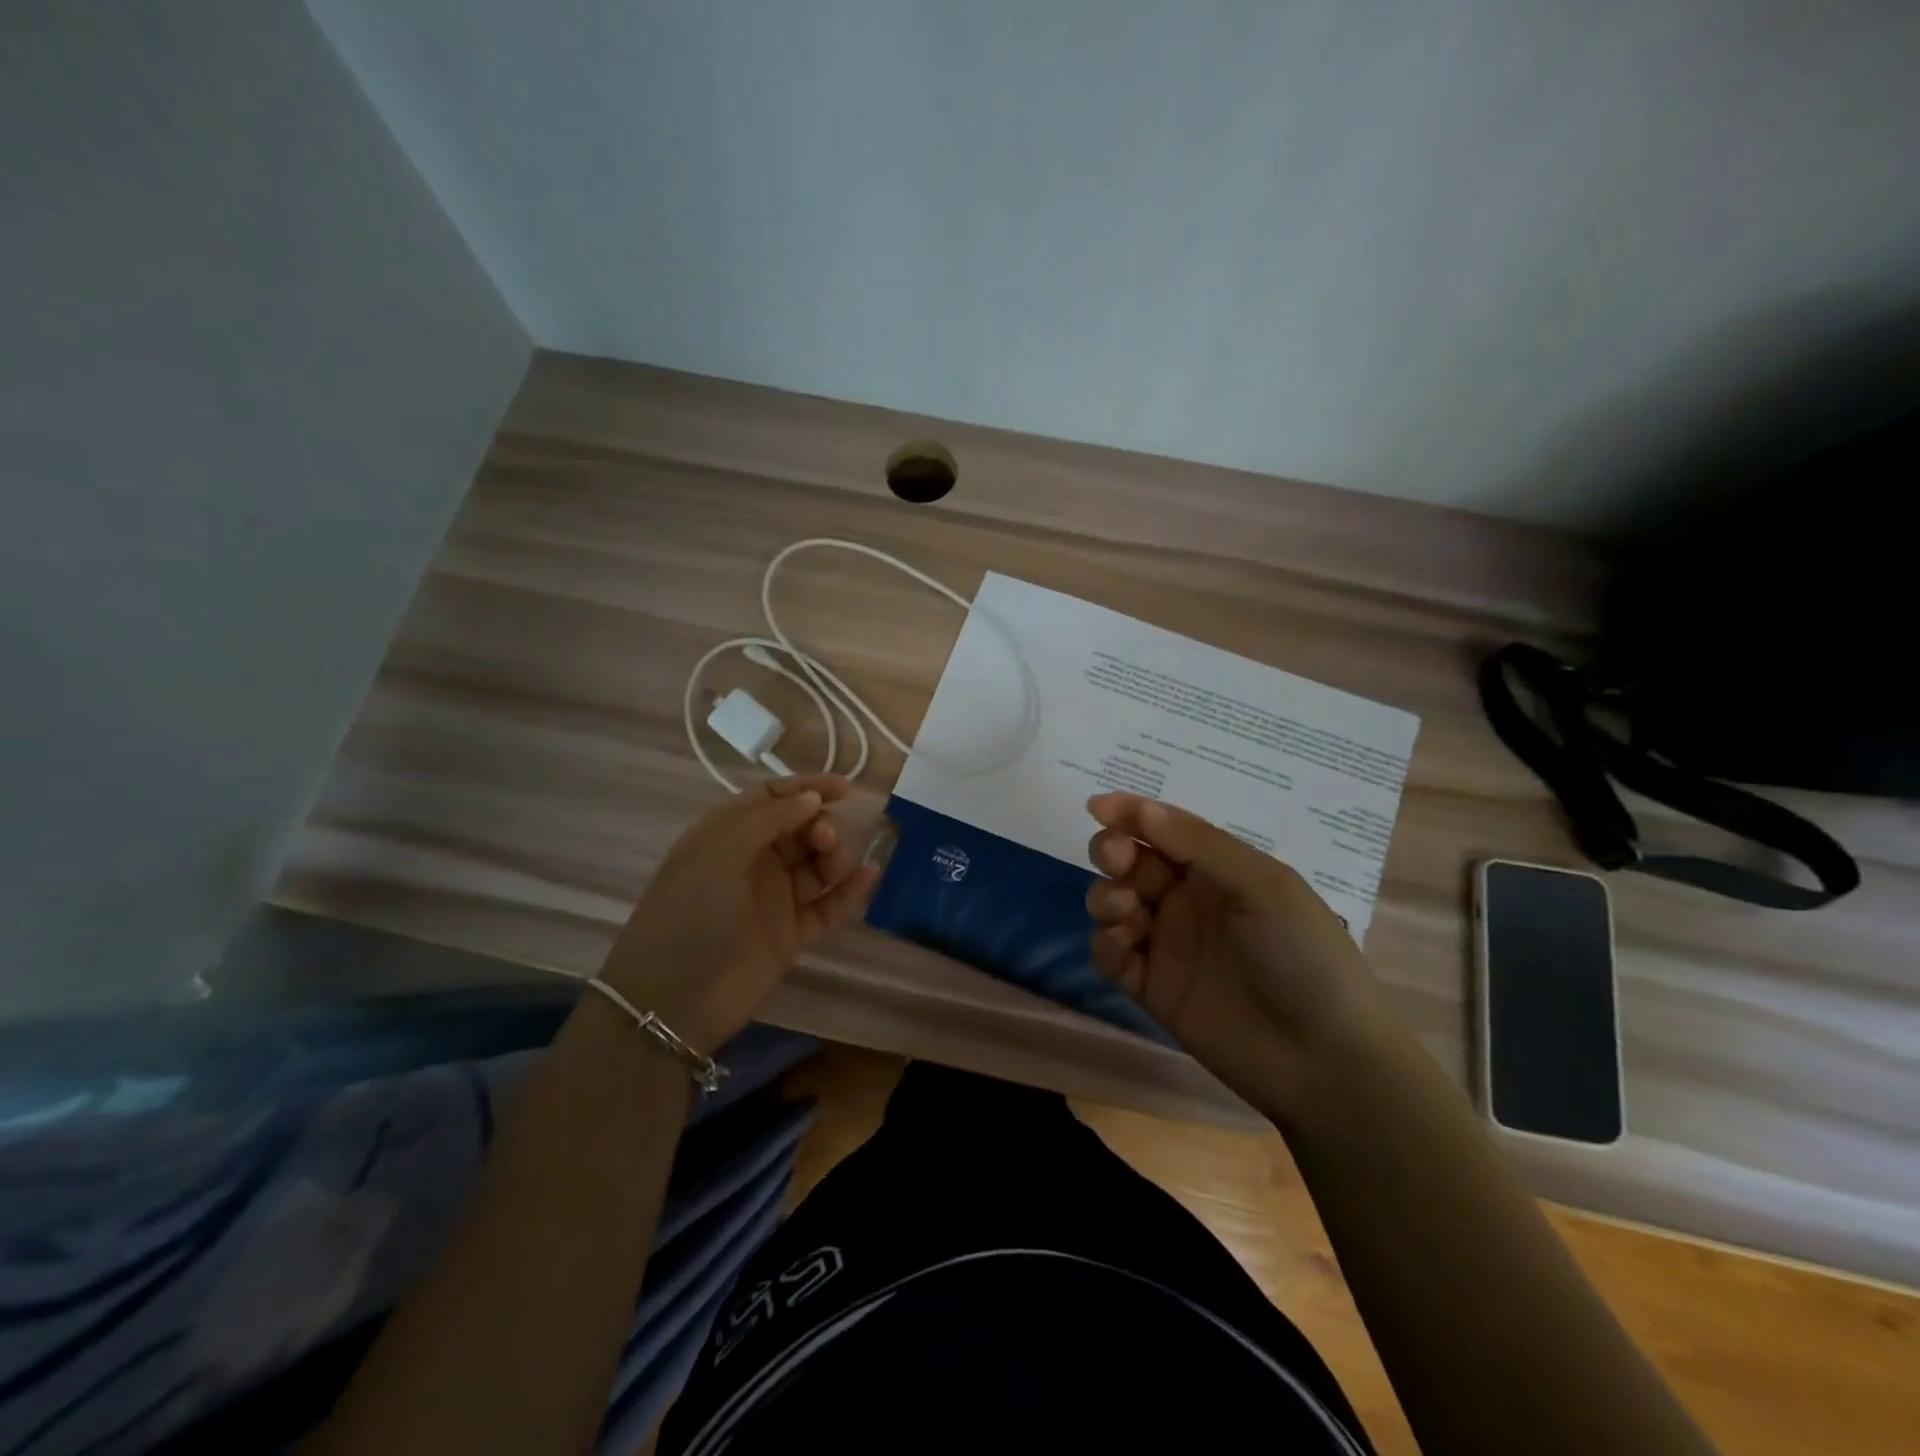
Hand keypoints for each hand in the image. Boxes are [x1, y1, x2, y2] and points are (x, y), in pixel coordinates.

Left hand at [599, 775, 877, 1052]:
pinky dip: (849, 890)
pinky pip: (827, 905)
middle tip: (825, 841)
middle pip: (799, 828)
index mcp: (726, 835)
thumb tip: (812, 798)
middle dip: (820, 825)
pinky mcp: (791, 933)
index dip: (807, 788)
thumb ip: (769, 818)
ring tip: (835, 866)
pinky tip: (868, 876)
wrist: (673, 1001)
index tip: (844, 789)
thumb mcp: (721, 852)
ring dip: (834, 856)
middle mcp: (751, 861)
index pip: (771, 798)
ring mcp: (772, 899)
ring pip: (816, 864)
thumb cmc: (691, 913)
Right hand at [1085, 793, 1389, 1100]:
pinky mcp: (1152, 988)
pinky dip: (1105, 945)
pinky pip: (1111, 955)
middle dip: (1113, 853)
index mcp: (1219, 869)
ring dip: (1107, 898)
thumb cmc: (1304, 957)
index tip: (1096, 807)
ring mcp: (1168, 944)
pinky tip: (1123, 951)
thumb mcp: (1262, 886)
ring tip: (1127, 915)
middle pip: (1131, 862)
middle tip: (1117, 861)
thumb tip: (1140, 808)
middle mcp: (1188, 900)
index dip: (1129, 813)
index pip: (1164, 829)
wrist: (1324, 1061)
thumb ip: (1199, 845)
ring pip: (1114, 904)